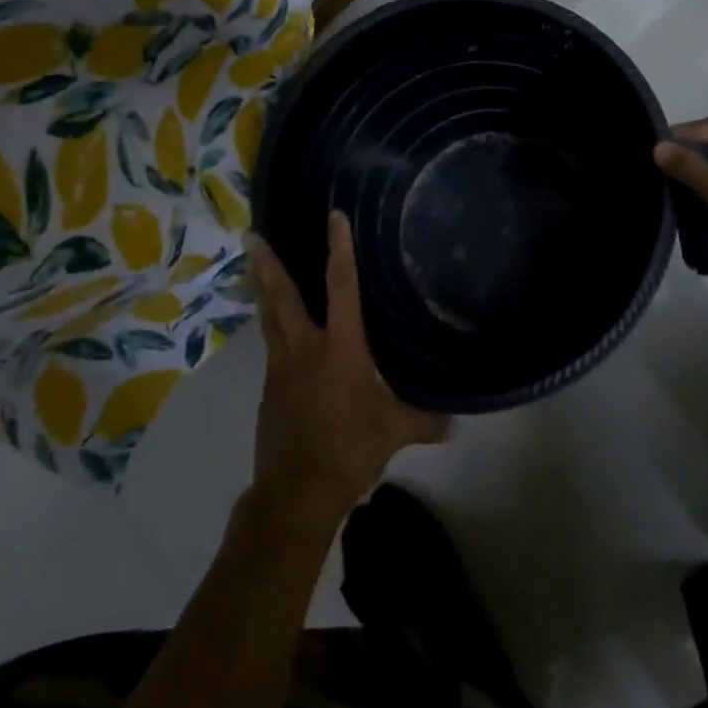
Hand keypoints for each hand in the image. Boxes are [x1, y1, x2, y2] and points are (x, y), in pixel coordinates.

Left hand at [244, 213, 448, 526]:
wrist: (296, 491)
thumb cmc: (349, 449)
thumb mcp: (394, 432)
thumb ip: (425, 421)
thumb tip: (457, 423)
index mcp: (340, 347)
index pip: (342, 286)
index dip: (339, 249)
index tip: (333, 216)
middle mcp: (305, 348)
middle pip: (281, 296)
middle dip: (266, 264)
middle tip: (250, 235)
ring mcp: (281, 369)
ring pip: (268, 319)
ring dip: (259, 290)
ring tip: (250, 266)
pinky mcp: (269, 391)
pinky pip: (271, 349)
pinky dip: (272, 331)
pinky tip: (277, 334)